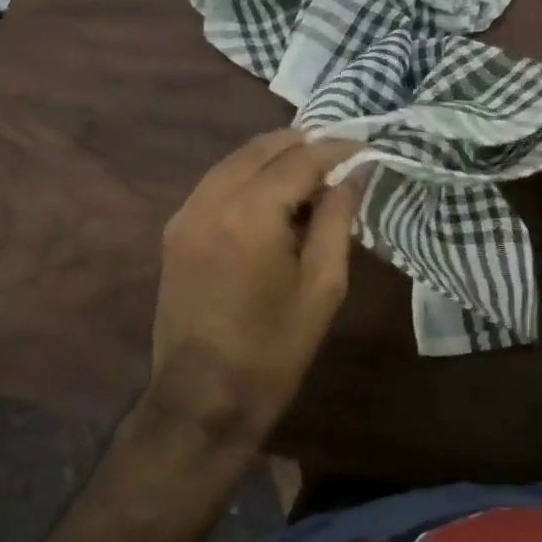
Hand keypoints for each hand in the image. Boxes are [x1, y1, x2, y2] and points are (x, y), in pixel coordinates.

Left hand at [145, 130, 366, 441]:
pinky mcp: (176, 229)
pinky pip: (217, 181)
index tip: (365, 149)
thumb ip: (338, 220)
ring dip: (274, 155)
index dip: (336, 150)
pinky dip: (248, 174)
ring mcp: (187, 212)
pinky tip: (273, 191)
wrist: (202, 398)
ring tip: (312, 168)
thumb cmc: (273, 348)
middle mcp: (212, 199)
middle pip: (262, 148)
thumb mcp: (322, 285)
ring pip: (236, 160)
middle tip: (340, 154)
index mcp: (250, 214)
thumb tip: (354, 175)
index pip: (300, 160)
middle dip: (303, 143)